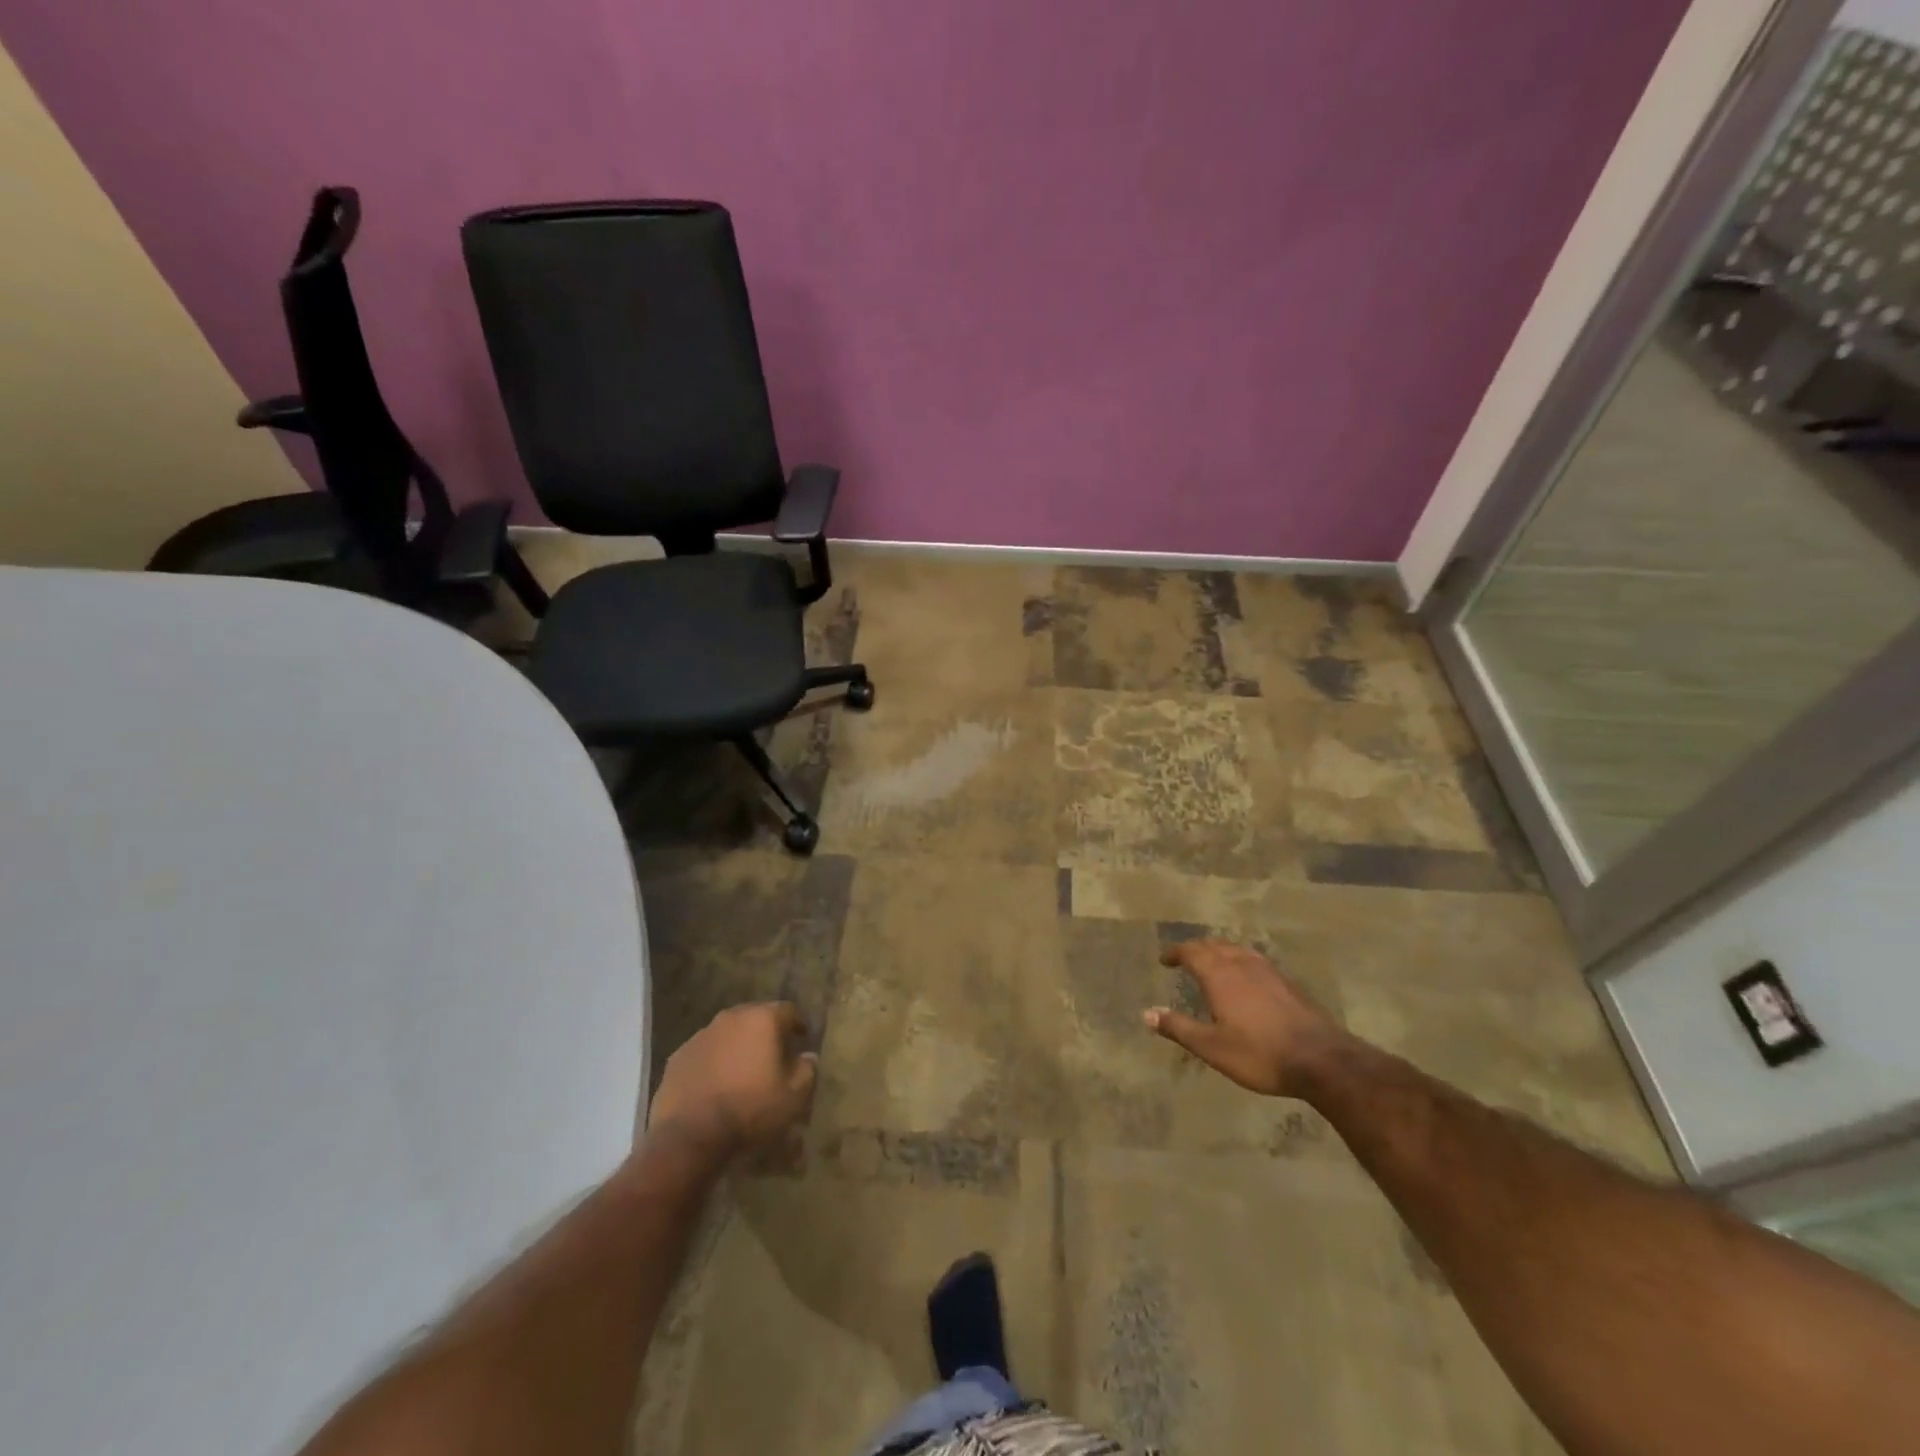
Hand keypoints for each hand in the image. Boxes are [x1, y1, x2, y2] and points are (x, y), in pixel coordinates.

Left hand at [647, 1003, 817, 1159]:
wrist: (690, 1136)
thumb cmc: (750, 1109)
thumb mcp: (793, 1096)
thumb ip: (807, 1070)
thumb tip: (808, 1056)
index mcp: (762, 1019)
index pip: (788, 1010)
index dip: (797, 1024)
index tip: (801, 1040)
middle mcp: (731, 1018)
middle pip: (755, 1017)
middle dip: (766, 1033)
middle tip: (773, 1055)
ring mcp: (700, 1036)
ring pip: (727, 1034)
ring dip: (737, 1046)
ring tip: (742, 1071)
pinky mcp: (678, 1057)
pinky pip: (704, 1052)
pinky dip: (713, 1062)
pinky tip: (715, 1085)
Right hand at [1144, 939, 1344, 1097]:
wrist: (1322, 1060)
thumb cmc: (1259, 1054)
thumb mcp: (1211, 1047)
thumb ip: (1178, 1027)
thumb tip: (1146, 1013)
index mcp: (1220, 975)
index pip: (1191, 951)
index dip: (1175, 952)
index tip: (1164, 959)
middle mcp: (1242, 964)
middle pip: (1214, 945)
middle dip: (1196, 948)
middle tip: (1185, 958)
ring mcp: (1268, 970)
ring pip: (1237, 949)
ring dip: (1219, 951)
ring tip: (1212, 962)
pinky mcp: (1287, 982)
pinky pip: (1255, 959)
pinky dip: (1240, 960)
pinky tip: (1246, 976)